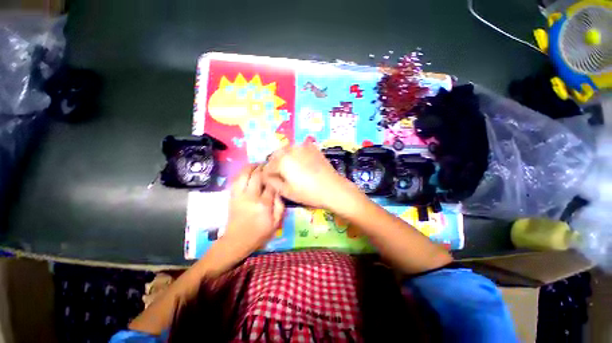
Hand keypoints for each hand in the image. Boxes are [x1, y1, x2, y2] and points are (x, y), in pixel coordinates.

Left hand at [223, 164, 284, 255]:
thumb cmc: (259, 233)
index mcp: (264, 204)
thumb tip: (279, 191)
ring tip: (257, 164)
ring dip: (251, 167)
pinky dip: (242, 173)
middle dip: (263, 167)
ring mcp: (239, 195)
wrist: (237, 241)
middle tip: (268, 164)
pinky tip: (247, 171)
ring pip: (244, 174)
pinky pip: (236, 180)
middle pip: (257, 175)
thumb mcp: (276, 223)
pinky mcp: (232, 196)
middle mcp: (251, 196)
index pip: (270, 184)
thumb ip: (280, 206)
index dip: (274, 175)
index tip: (278, 170)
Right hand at [262, 143, 360, 210]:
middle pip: (275, 156)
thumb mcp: (286, 191)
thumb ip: (272, 182)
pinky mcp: (312, 147)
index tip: (272, 182)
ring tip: (291, 170)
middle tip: (281, 176)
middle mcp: (290, 149)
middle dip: (275, 165)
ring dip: (285, 158)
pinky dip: (296, 154)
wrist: (332, 188)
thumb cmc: (308, 193)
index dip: (267, 176)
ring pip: (287, 150)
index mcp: (281, 160)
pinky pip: (298, 149)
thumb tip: (267, 176)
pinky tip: (302, 163)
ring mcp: (302, 146)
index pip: (267, 167)